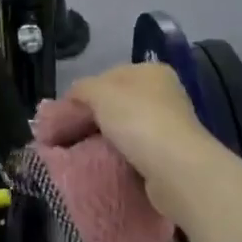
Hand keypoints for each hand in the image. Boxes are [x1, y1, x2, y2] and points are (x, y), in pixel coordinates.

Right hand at [65, 63, 218, 203]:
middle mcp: (164, 94)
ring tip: (85, 153)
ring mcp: (170, 125)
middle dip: (95, 117)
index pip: (110, 75)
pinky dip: (122, 157)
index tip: (66, 113)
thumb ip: (82, 89)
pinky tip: (108, 164)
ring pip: (127, 128)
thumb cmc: (138, 120)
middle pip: (119, 102)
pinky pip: (137, 151)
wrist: (176, 170)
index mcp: (151, 72)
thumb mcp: (101, 94)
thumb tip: (73, 95)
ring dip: (108, 139)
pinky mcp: (171, 154)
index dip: (85, 91)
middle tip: (71, 135)